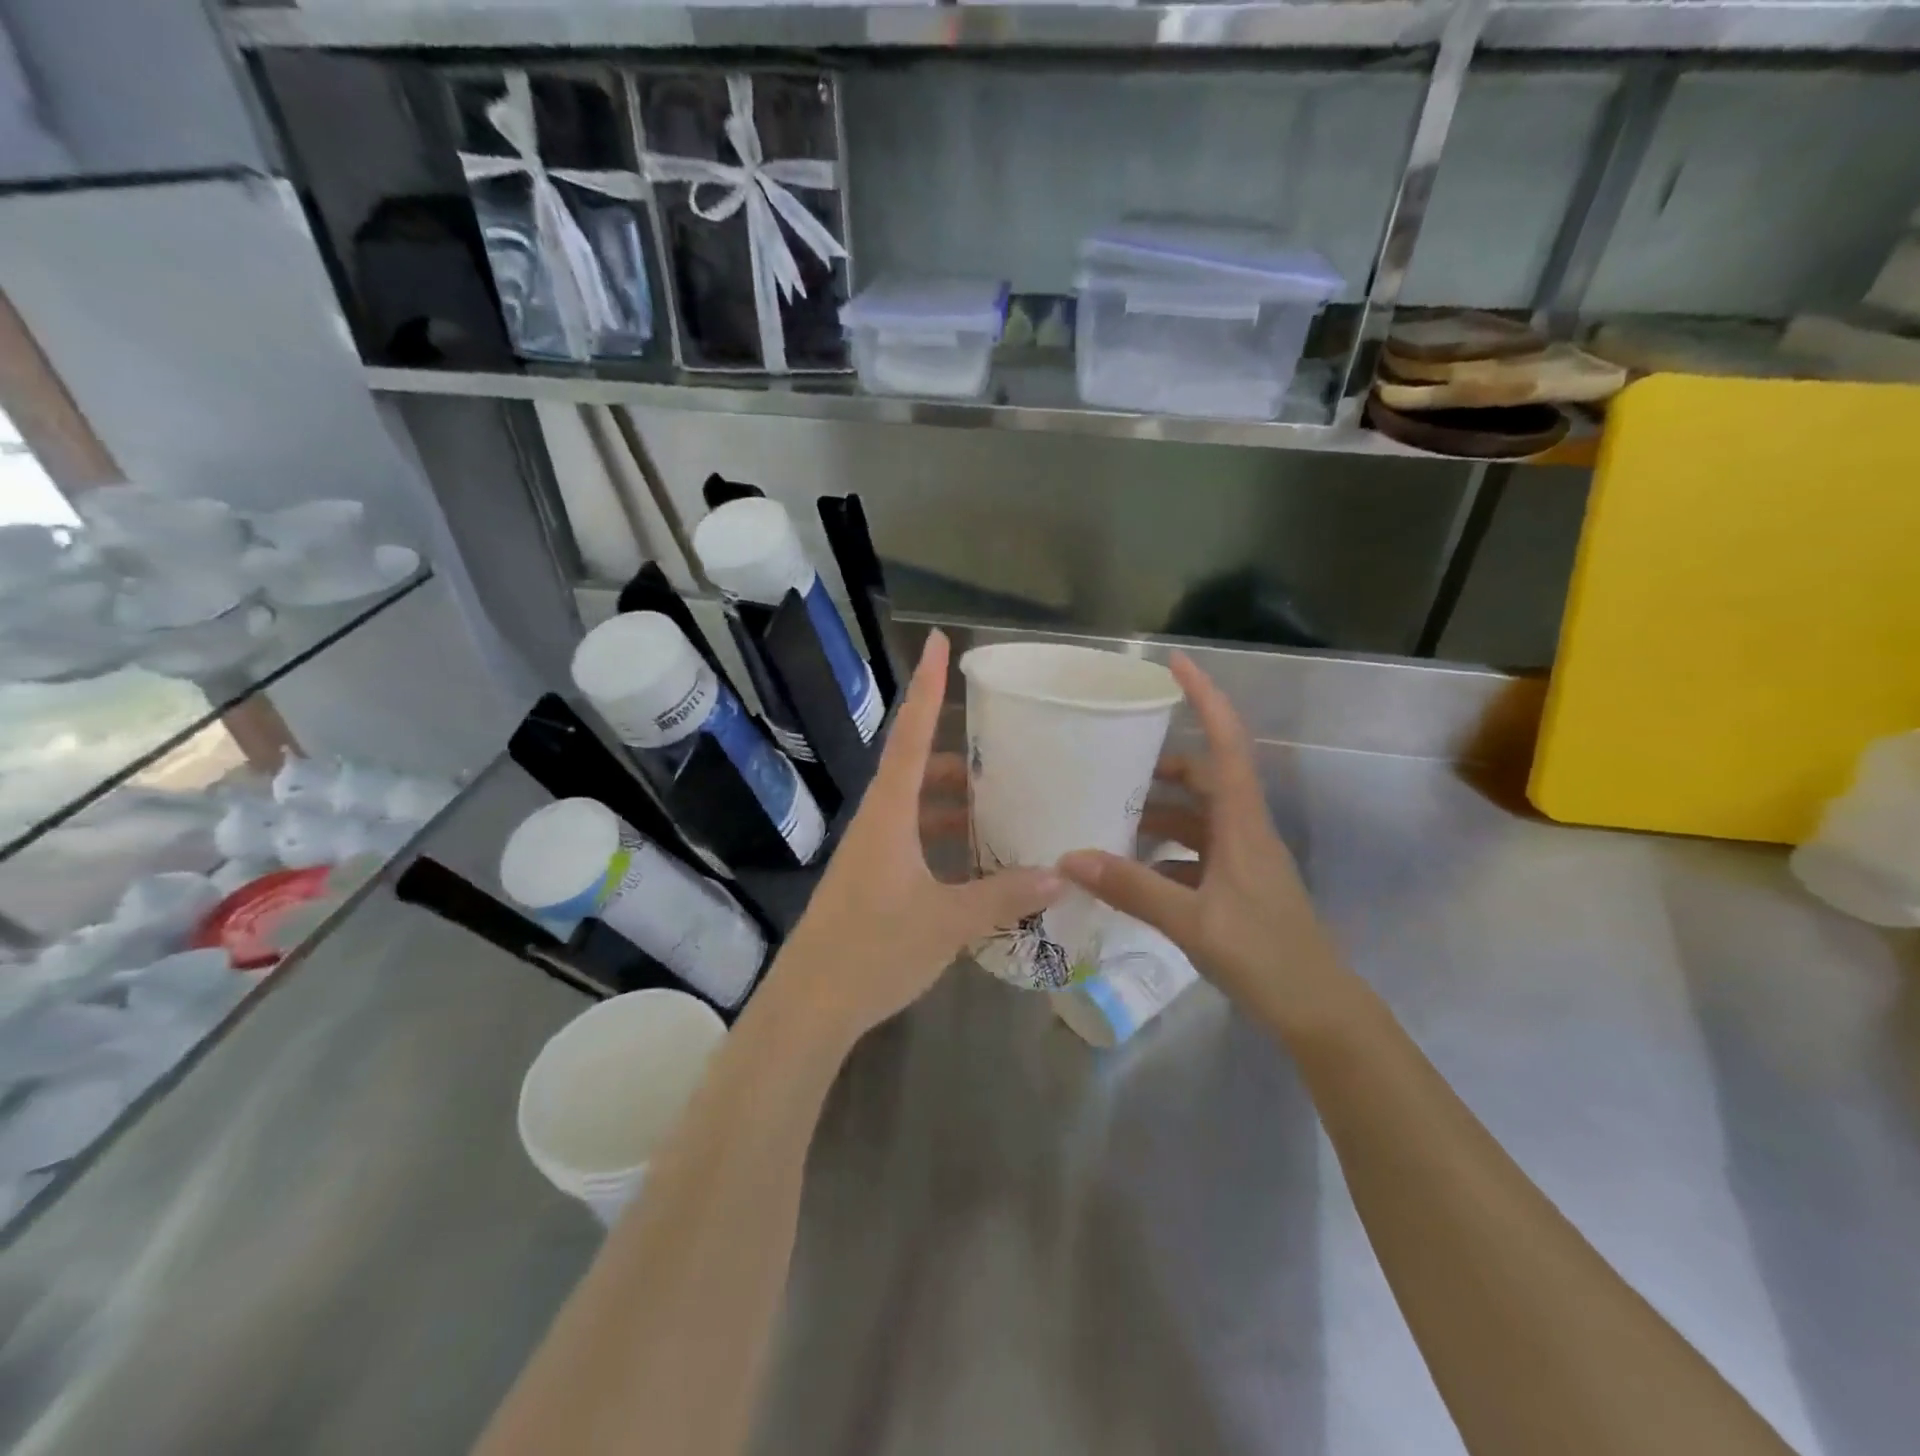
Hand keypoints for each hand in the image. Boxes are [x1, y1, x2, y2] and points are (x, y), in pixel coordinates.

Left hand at [768, 631, 1062, 1049]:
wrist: (810, 1006)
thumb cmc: (874, 950)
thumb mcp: (948, 922)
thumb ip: (1003, 897)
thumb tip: (1059, 875)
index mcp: (889, 814)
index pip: (911, 734)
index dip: (926, 687)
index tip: (938, 643)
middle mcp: (877, 822)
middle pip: (915, 768)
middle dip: (956, 755)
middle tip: (1003, 749)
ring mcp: (870, 853)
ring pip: (915, 808)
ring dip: (951, 802)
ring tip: (999, 803)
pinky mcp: (870, 881)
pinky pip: (912, 841)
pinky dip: (943, 839)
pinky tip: (975, 861)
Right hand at [1058, 653, 1357, 1040]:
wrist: (1318, 1011)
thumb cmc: (1265, 956)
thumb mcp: (1192, 921)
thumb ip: (1131, 887)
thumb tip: (1068, 857)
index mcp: (1243, 823)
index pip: (1227, 742)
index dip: (1205, 697)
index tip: (1175, 663)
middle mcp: (1244, 830)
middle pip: (1205, 776)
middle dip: (1162, 762)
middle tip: (1113, 758)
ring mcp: (1241, 858)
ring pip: (1195, 817)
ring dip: (1157, 812)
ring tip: (1108, 814)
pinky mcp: (1235, 885)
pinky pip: (1192, 852)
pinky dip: (1161, 852)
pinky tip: (1128, 869)